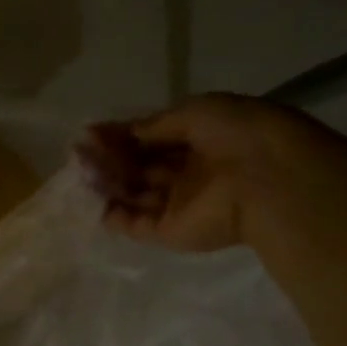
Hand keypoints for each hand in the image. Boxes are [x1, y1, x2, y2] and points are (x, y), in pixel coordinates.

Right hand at [77, 94, 293, 252]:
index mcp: (201, 140)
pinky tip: (91, 199)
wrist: (267, 180)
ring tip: (80, 171)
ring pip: (134, 193)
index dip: (121, 135)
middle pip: (140, 166)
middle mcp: (189, 173)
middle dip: (110, 157)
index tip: (90, 133)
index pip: (152, 138)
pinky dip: (113, 215)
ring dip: (108, 182)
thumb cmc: (236, 135)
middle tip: (79, 152)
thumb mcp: (195, 113)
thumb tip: (125, 133)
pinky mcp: (170, 232)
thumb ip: (156, 124)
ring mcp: (179, 204)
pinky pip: (135, 224)